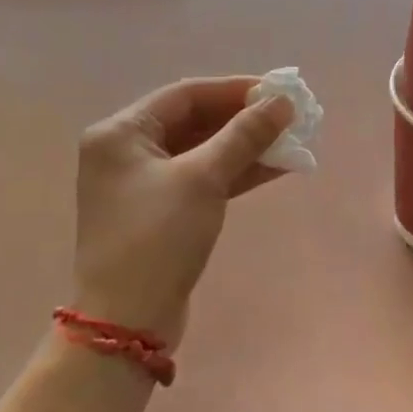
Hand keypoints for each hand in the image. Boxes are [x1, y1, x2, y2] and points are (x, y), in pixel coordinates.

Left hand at [72, 78, 293, 341]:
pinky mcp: (161, 211)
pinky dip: (236, 172)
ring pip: (202, 151)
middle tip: (289, 117)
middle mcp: (126, 151)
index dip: (235, 90)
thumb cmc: (158, 237)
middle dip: (244, 119)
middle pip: (194, 121)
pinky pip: (203, 178)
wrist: (127, 322)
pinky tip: (275, 168)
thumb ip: (244, 135)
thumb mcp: (203, 179)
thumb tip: (283, 102)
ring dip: (245, 146)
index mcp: (121, 133)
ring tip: (292, 142)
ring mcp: (143, 183)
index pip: (185, 94)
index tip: (278, 91)